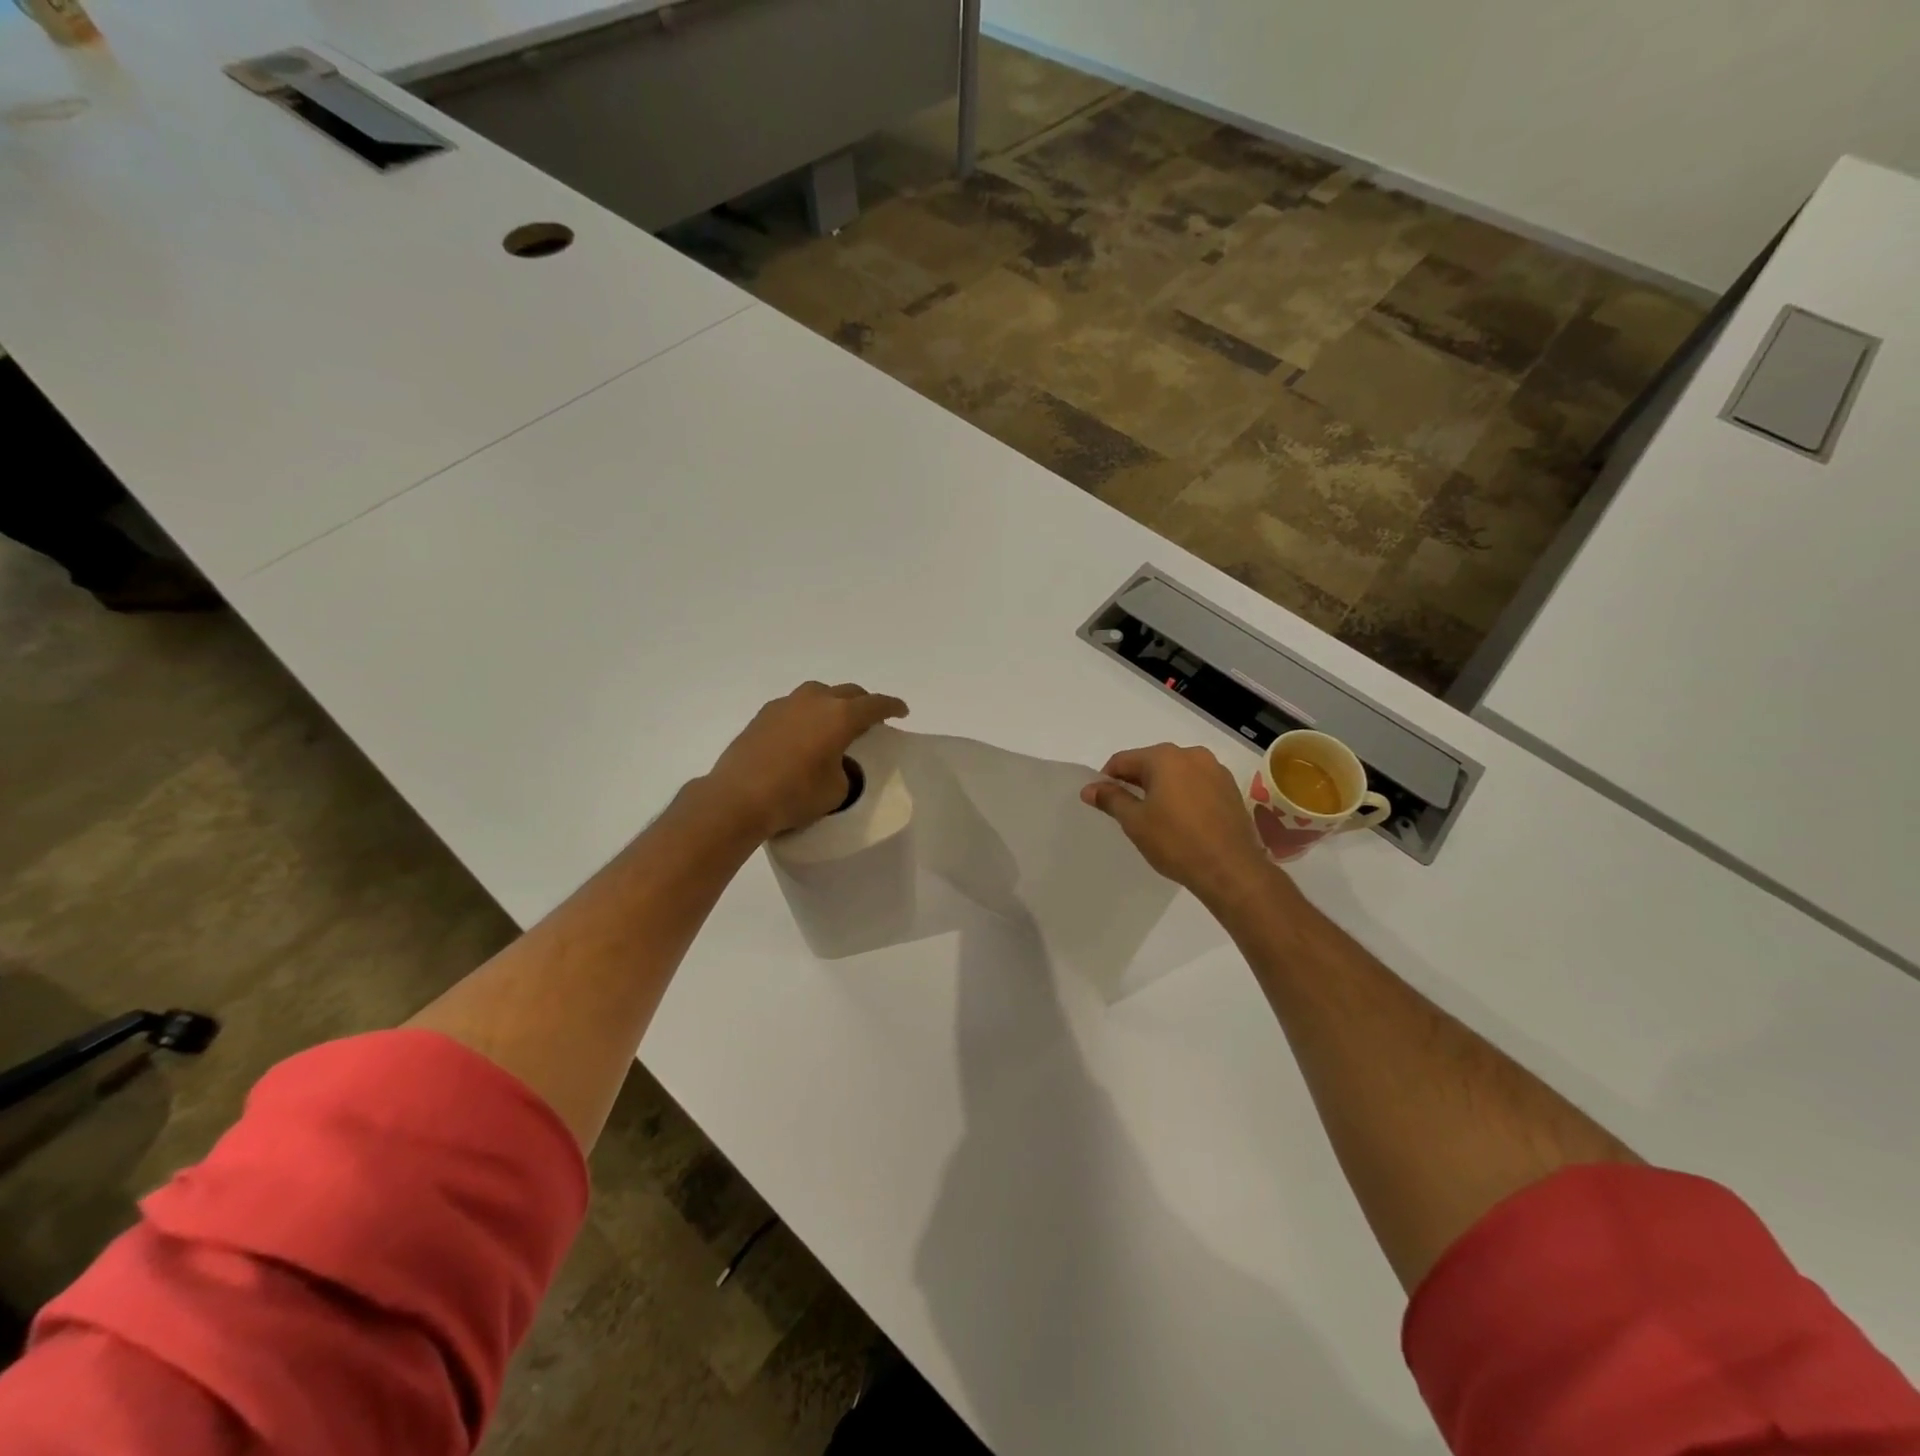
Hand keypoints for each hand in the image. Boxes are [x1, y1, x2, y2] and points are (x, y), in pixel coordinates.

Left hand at [703, 682, 908, 839]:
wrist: (736, 799)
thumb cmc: (794, 796)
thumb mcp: (836, 790)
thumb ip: (845, 770)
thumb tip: (832, 763)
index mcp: (840, 716)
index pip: (875, 705)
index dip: (892, 707)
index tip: (901, 711)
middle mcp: (814, 701)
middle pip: (848, 692)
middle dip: (863, 703)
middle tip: (870, 719)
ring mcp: (785, 705)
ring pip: (818, 694)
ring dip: (832, 703)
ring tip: (834, 723)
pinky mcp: (762, 716)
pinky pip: (794, 707)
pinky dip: (806, 715)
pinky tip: (802, 734)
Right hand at [1081, 743, 1289, 909]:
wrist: (1231, 870)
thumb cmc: (1176, 842)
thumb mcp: (1135, 821)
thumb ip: (1111, 799)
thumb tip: (1089, 788)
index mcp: (1165, 757)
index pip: (1123, 760)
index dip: (1107, 779)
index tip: (1102, 801)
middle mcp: (1192, 754)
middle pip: (1151, 763)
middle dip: (1135, 783)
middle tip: (1127, 811)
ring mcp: (1216, 770)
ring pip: (1176, 773)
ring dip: (1161, 789)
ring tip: (1155, 818)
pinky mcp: (1230, 789)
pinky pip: (1197, 785)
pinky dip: (1183, 795)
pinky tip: (1181, 820)